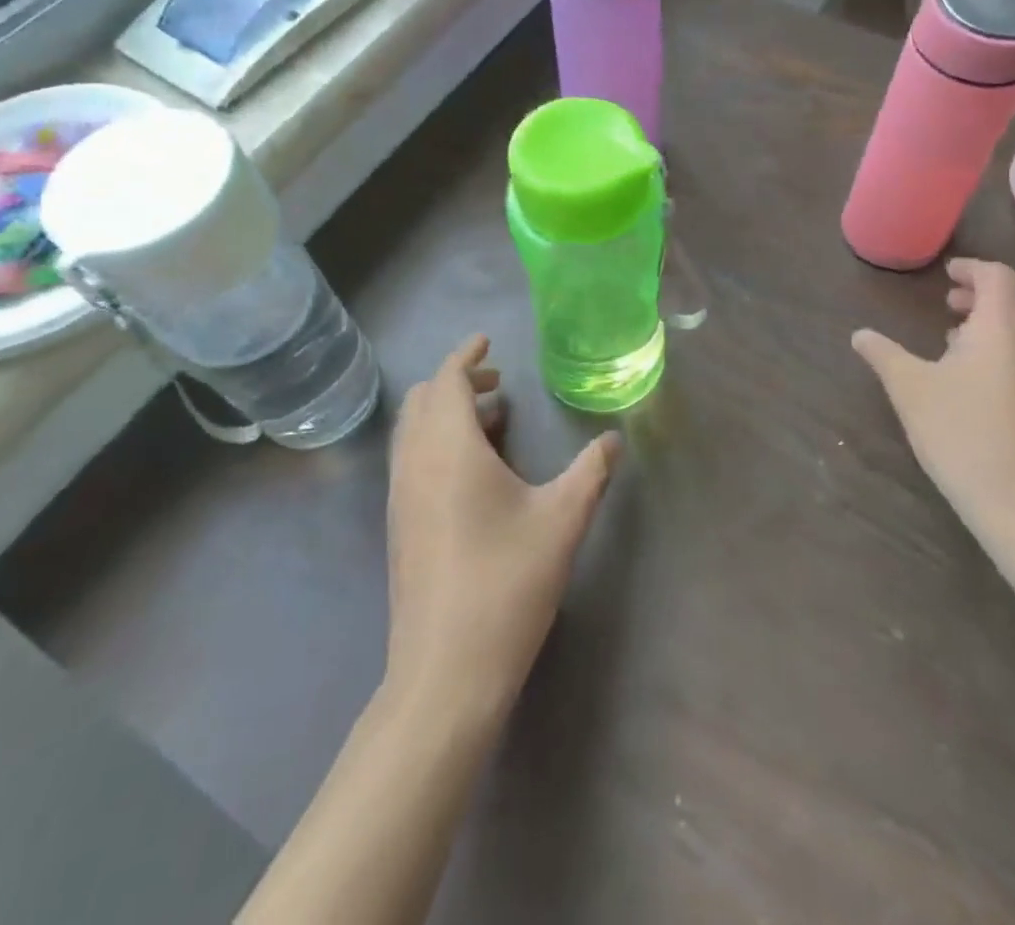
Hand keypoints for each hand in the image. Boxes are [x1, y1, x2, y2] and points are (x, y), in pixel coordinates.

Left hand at [385, 335, 619, 723]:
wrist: (446, 672)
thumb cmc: (506, 583)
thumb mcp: (562, 520)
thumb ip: (591, 471)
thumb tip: (615, 437)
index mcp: (449, 449)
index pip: (446, 381)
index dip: (466, 356)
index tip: (487, 341)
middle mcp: (415, 464)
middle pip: (423, 401)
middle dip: (457, 382)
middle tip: (499, 383)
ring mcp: (400, 497)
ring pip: (413, 431)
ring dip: (446, 413)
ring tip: (494, 420)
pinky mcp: (399, 527)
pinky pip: (412, 459)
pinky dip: (437, 442)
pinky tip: (476, 471)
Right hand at [852, 259, 1014, 546]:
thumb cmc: (965, 436)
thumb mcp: (911, 391)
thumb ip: (884, 355)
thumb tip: (859, 334)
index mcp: (1005, 327)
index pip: (999, 276)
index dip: (972, 269)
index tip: (946, 275)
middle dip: (987, 290)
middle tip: (951, 300)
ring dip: (1000, 318)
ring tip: (959, 336)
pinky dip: (1012, 344)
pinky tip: (981, 377)